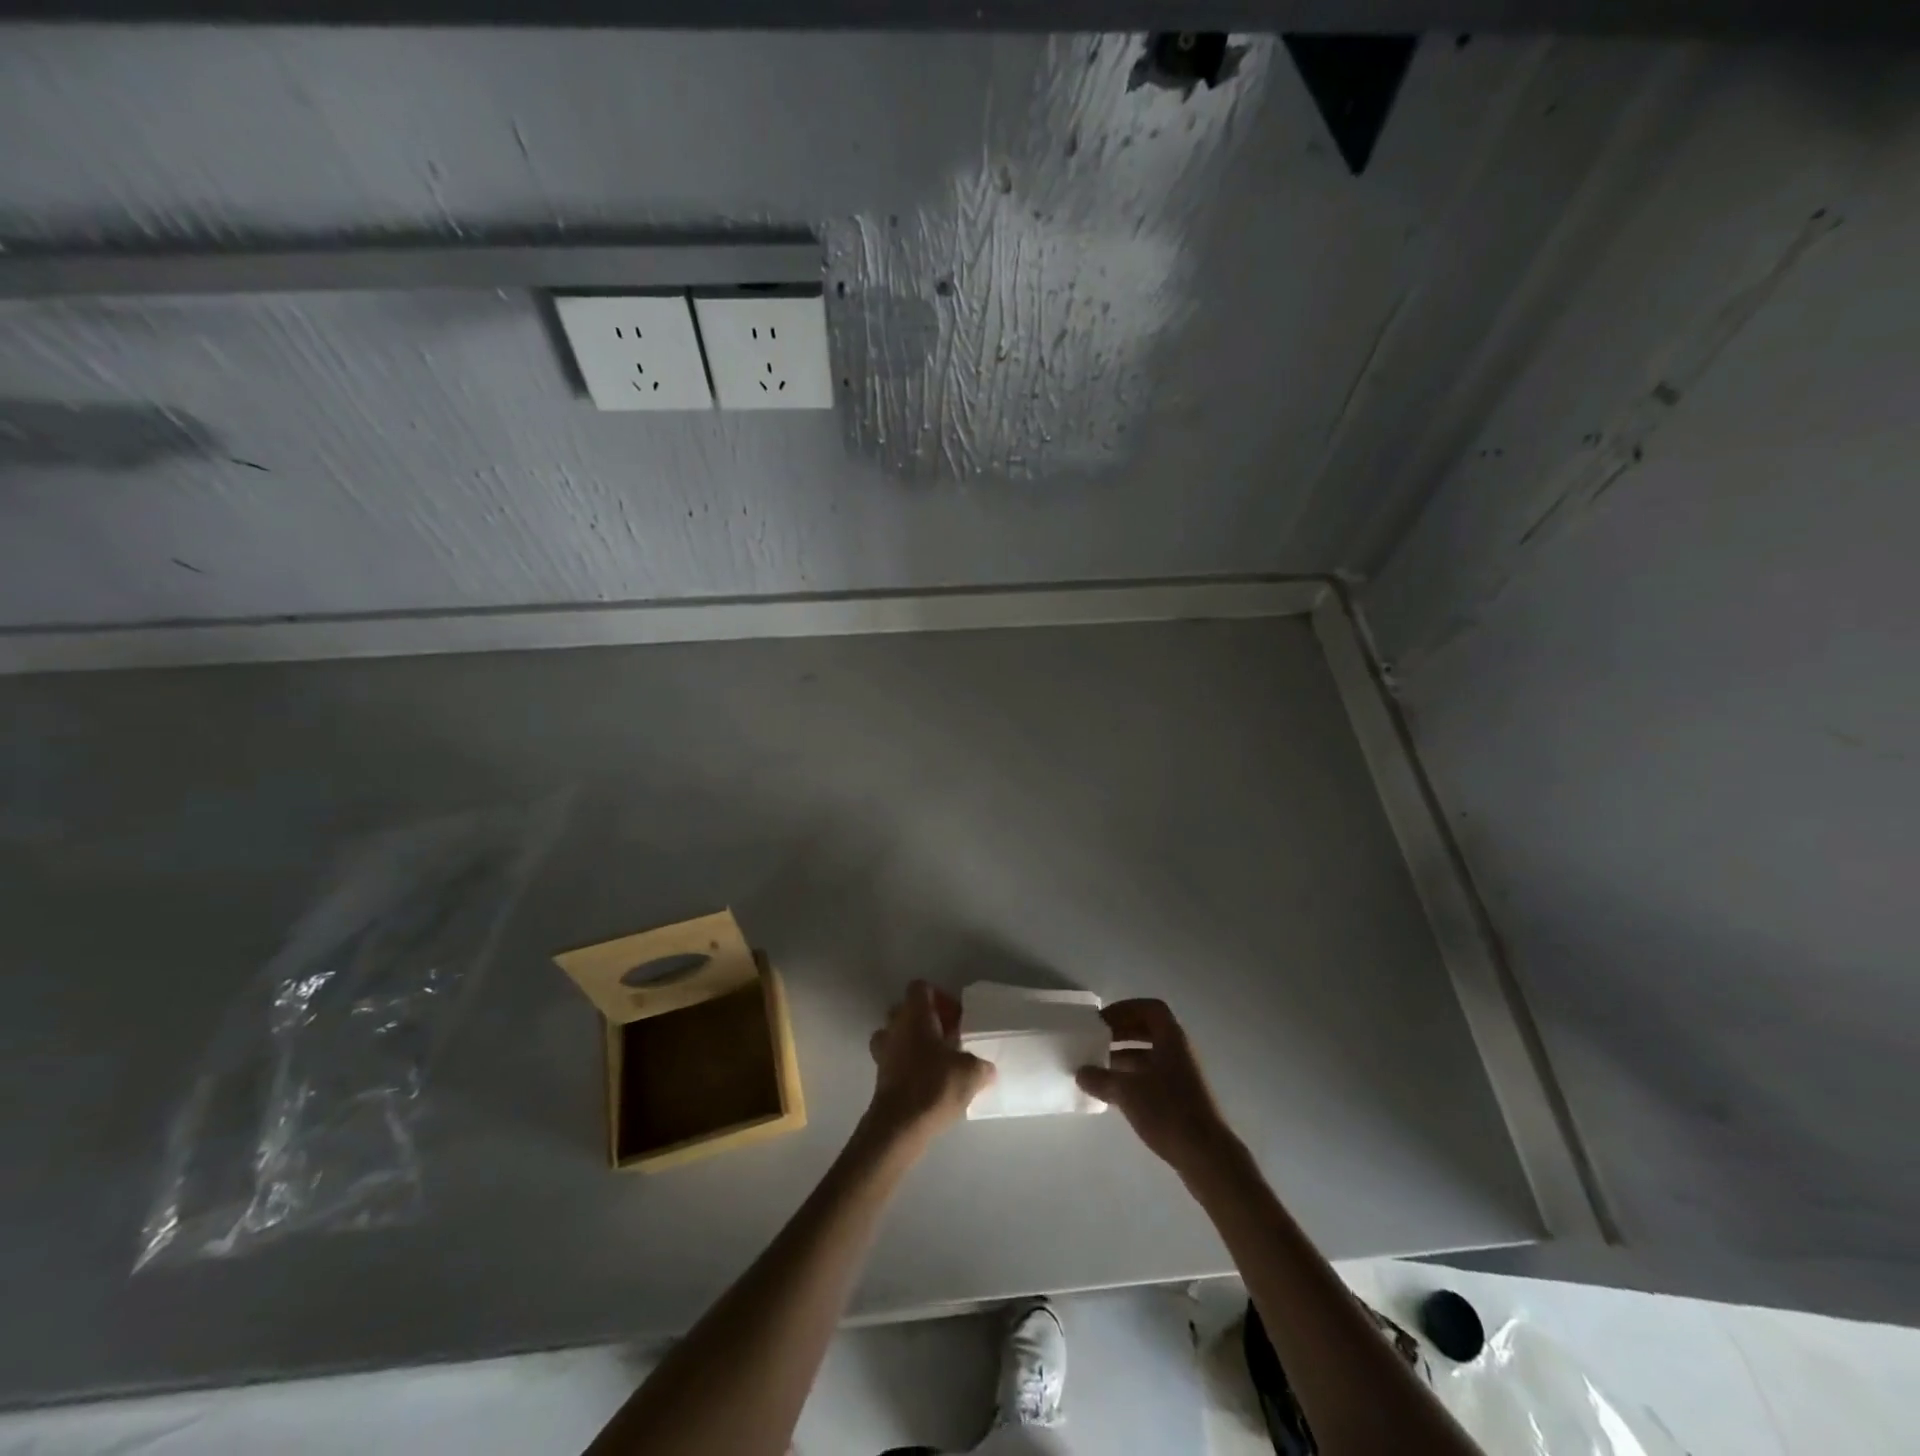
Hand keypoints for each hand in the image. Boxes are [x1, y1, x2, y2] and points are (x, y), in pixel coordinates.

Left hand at [863, 981, 995, 1148]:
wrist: (899, 1127)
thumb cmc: (934, 1086)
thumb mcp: (971, 1073)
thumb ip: (981, 1066)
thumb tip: (987, 1069)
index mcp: (915, 1015)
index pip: (920, 987)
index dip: (939, 997)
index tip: (955, 1017)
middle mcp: (895, 1026)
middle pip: (908, 1009)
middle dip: (927, 1020)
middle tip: (950, 1037)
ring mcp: (883, 1051)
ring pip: (898, 1034)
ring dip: (915, 1041)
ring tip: (938, 1059)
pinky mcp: (880, 1076)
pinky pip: (895, 1059)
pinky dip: (909, 1064)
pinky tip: (928, 1081)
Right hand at [1076, 999, 1238, 1177]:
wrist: (1207, 1157)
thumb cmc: (1168, 1111)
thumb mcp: (1127, 1091)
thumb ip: (1100, 1079)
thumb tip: (1080, 1073)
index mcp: (1171, 1039)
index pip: (1150, 1008)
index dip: (1125, 1009)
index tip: (1102, 1022)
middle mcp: (1179, 1052)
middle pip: (1148, 1030)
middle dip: (1121, 1033)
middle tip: (1096, 1041)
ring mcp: (1181, 1077)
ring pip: (1149, 1055)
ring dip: (1124, 1057)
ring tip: (1097, 1068)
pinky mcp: (1181, 1100)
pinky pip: (1152, 1077)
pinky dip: (1132, 1078)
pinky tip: (1113, 1093)